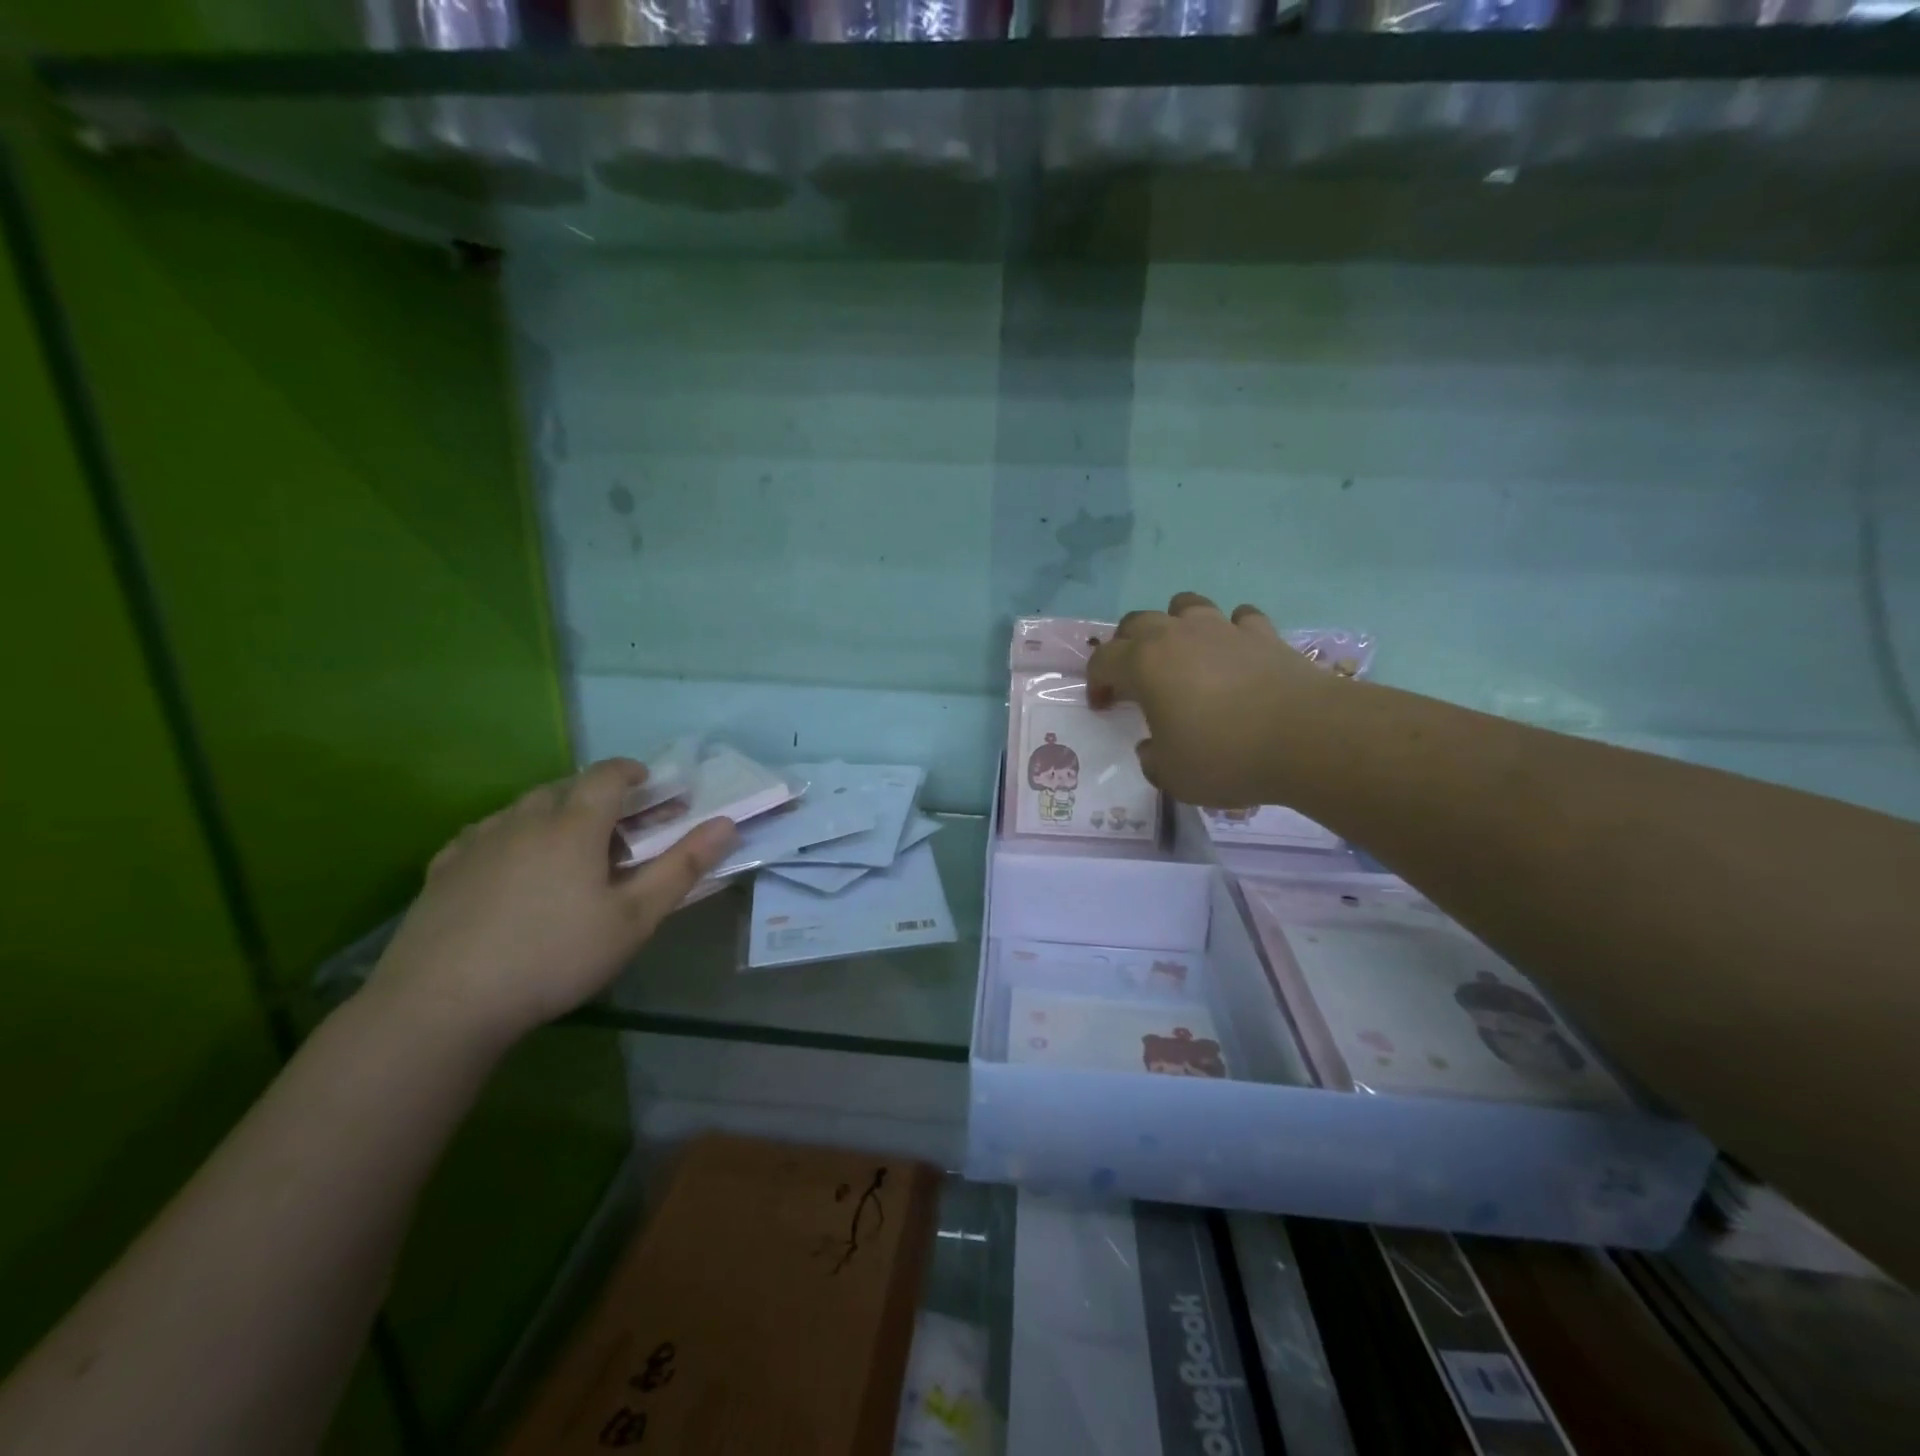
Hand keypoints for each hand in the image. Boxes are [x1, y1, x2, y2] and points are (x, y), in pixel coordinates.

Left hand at [365, 758, 736, 1050]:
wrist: (442, 1004)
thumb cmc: (554, 956)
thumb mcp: (633, 919)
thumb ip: (682, 867)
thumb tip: (726, 824)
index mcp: (574, 824)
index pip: (608, 775)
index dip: (634, 773)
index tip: (651, 787)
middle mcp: (524, 819)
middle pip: (567, 787)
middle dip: (599, 796)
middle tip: (620, 827)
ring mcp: (478, 841)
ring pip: (525, 808)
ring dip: (556, 813)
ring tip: (570, 848)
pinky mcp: (444, 868)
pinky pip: (488, 833)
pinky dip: (514, 836)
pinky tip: (514, 868)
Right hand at [1088, 592, 1337, 807]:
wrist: (1308, 738)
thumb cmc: (1226, 756)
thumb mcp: (1172, 775)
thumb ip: (1152, 759)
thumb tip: (1153, 747)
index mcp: (1145, 664)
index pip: (1103, 660)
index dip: (1096, 683)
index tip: (1103, 706)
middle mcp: (1178, 635)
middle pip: (1137, 622)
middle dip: (1126, 645)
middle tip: (1133, 676)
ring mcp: (1223, 628)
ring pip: (1186, 605)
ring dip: (1175, 624)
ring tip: (1182, 652)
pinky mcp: (1264, 633)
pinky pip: (1238, 618)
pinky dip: (1230, 631)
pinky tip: (1235, 652)